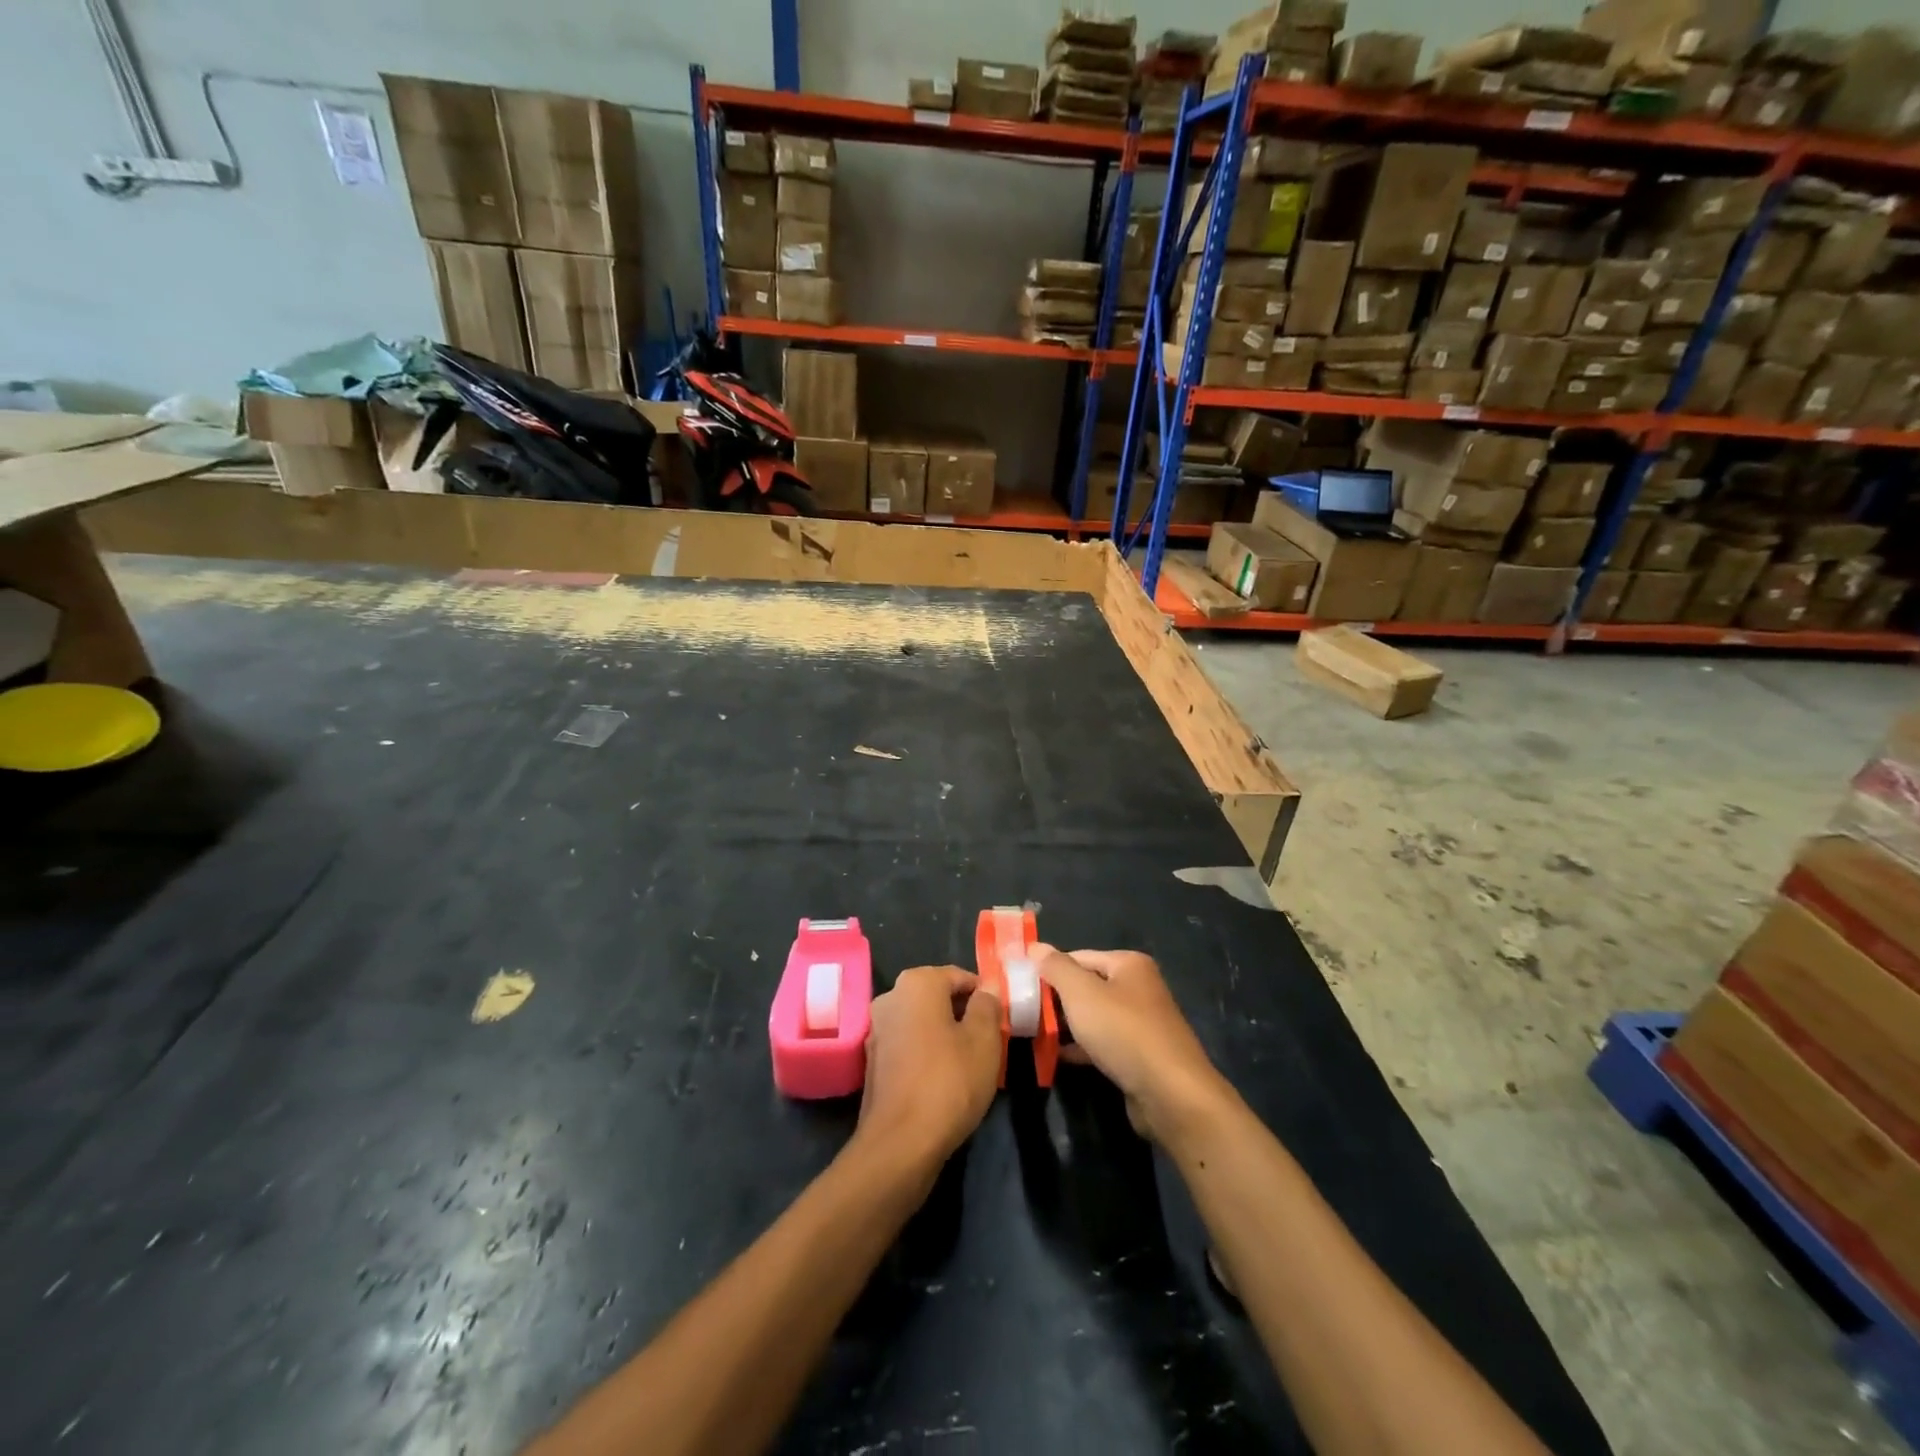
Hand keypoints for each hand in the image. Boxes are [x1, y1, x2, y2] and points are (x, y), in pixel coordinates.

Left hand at [855, 966, 1001, 1173]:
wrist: (900, 1143)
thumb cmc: (949, 1082)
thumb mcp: (984, 1040)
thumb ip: (987, 1005)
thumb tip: (985, 989)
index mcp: (917, 983)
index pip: (960, 976)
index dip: (984, 996)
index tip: (1000, 1020)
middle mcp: (891, 997)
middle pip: (938, 997)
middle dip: (964, 1014)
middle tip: (989, 1042)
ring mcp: (876, 1029)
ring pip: (923, 1021)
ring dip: (945, 1034)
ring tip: (970, 1063)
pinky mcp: (872, 1060)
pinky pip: (908, 1044)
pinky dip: (927, 1053)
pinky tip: (944, 1079)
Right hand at [1034, 946, 1225, 1143]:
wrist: (1170, 1094)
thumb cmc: (1123, 1031)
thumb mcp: (1081, 993)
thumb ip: (1056, 968)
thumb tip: (1035, 946)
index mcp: (1128, 964)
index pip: (1077, 956)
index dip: (1048, 969)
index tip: (1020, 985)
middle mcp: (1138, 987)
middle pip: (1086, 985)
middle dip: (1055, 998)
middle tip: (1023, 1011)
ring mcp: (1141, 1022)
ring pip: (1093, 1016)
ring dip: (1066, 1024)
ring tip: (1033, 1033)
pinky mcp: (1139, 1054)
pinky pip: (1103, 1042)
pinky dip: (1081, 1046)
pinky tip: (1057, 1055)